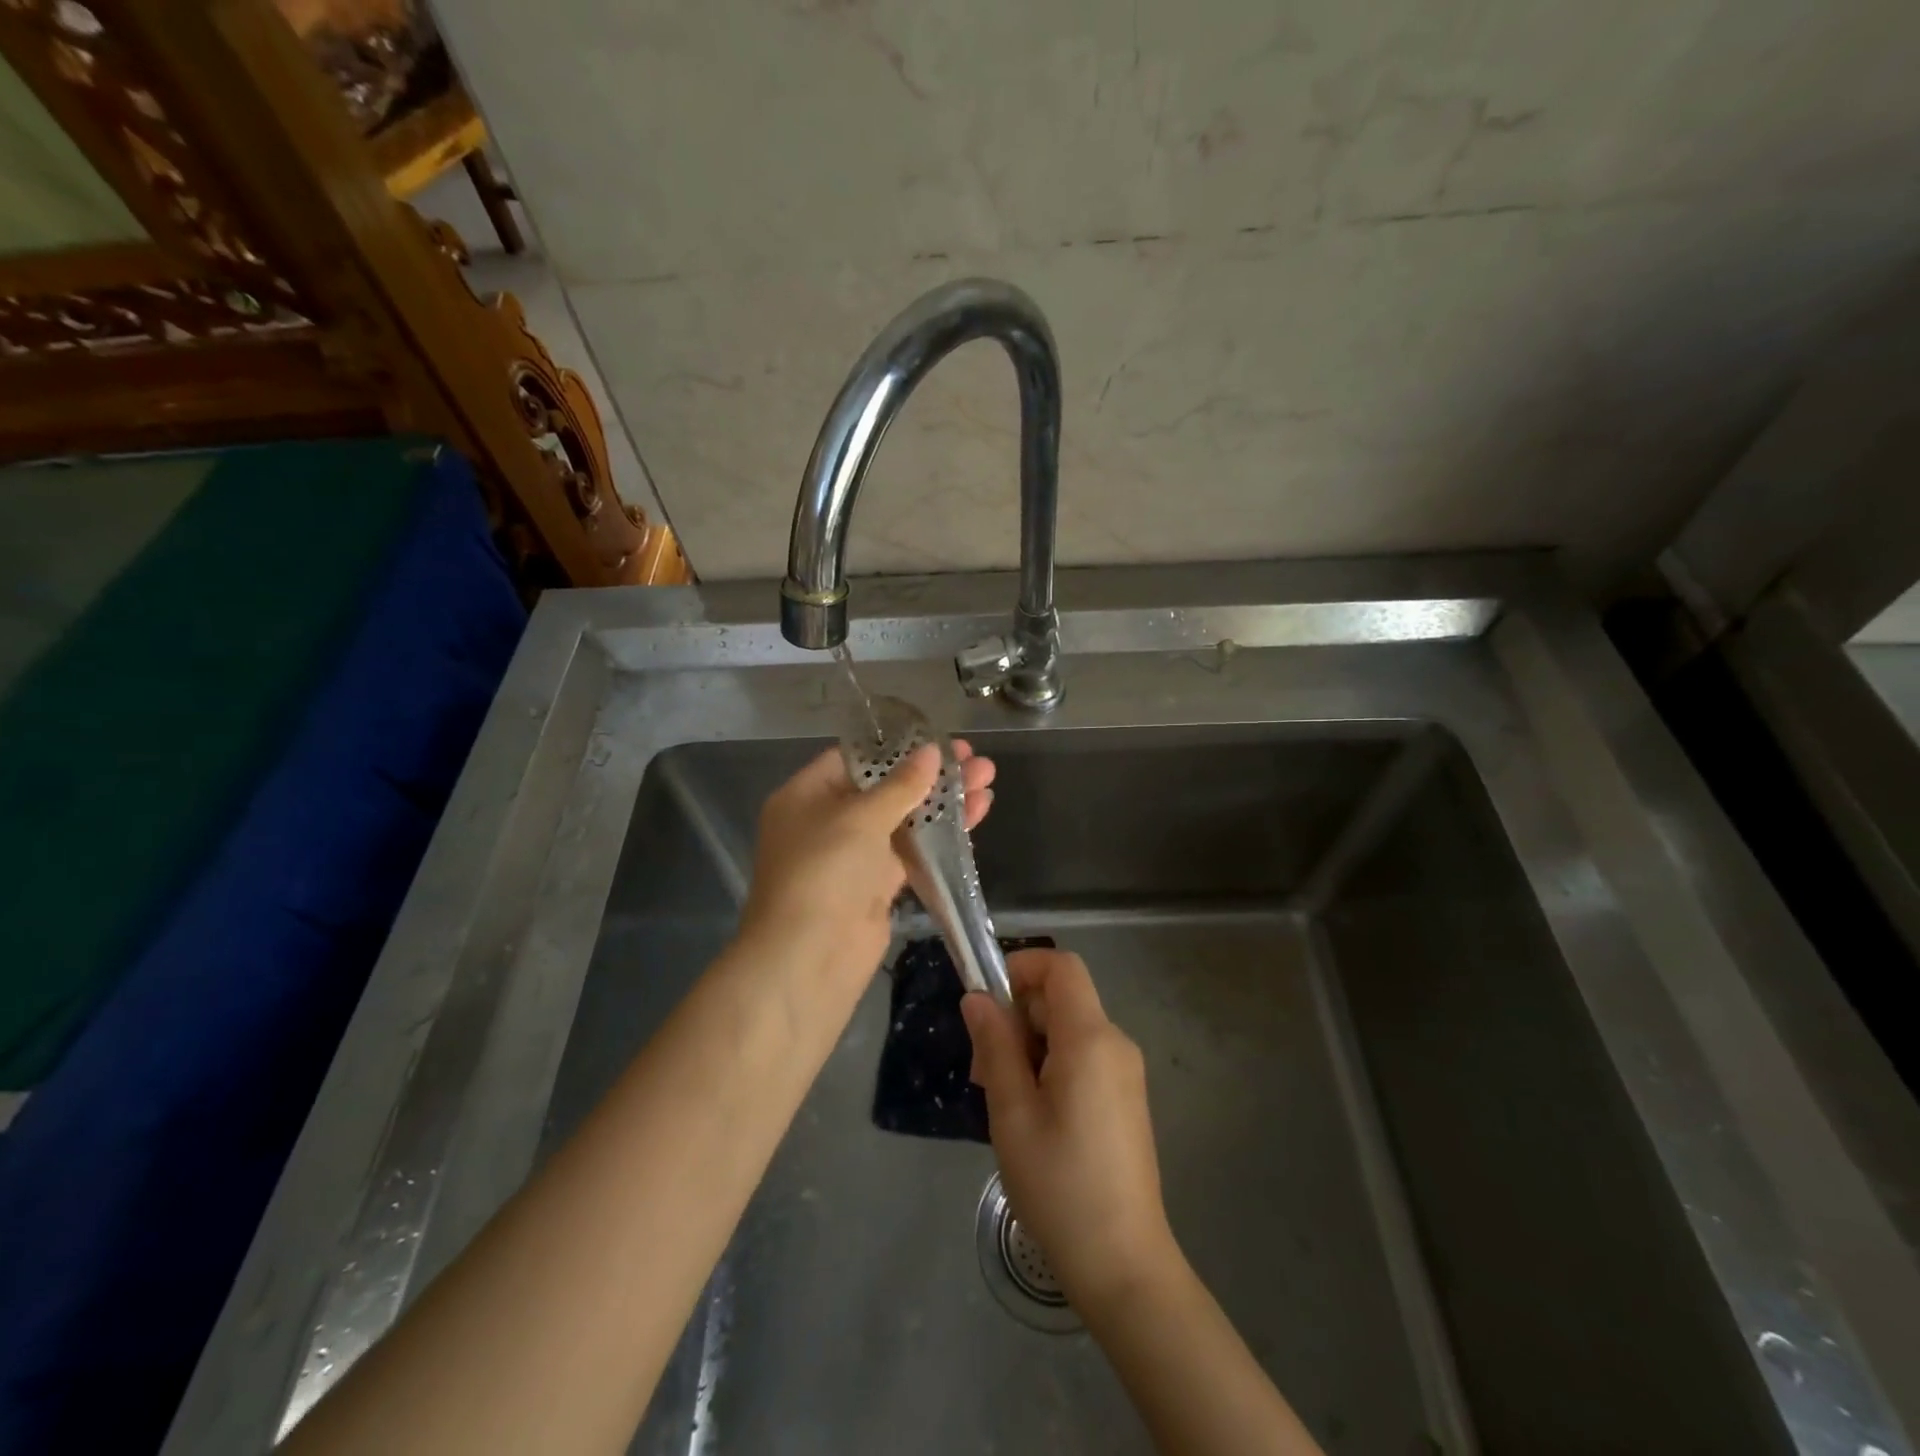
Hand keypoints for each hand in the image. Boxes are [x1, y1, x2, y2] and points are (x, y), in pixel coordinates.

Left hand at [739, 739, 995, 995]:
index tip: (938, 738)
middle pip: (885, 787)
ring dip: (944, 801)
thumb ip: (901, 784)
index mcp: (807, 795)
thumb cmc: (825, 871)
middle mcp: (828, 821)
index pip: (854, 759)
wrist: (811, 957)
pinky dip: (941, 833)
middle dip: (931, 773)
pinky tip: (977, 812)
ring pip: (904, 819)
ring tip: (987, 777)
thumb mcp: (860, 817)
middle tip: (973, 757)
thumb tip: (932, 753)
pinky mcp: (877, 884)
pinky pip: (912, 849)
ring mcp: (854, 855)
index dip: (897, 747)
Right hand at [962, 949, 1179, 1318]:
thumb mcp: (1012, 1113)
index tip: (986, 1001)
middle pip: (1061, 998)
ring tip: (1001, 1098)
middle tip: (982, 1069)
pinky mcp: (1125, 1097)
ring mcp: (1125, 1071)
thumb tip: (977, 998)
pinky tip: (1030, 1113)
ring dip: (1028, 1045)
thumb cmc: (1059, 1184)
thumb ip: (995, 1046)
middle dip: (1016, 1016)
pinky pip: (1083, 1056)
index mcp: (1090, 1038)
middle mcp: (1115, 1043)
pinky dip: (1050, 1064)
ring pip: (1068, 1029)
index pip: (1061, 966)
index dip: (1021, 967)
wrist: (1122, 1263)